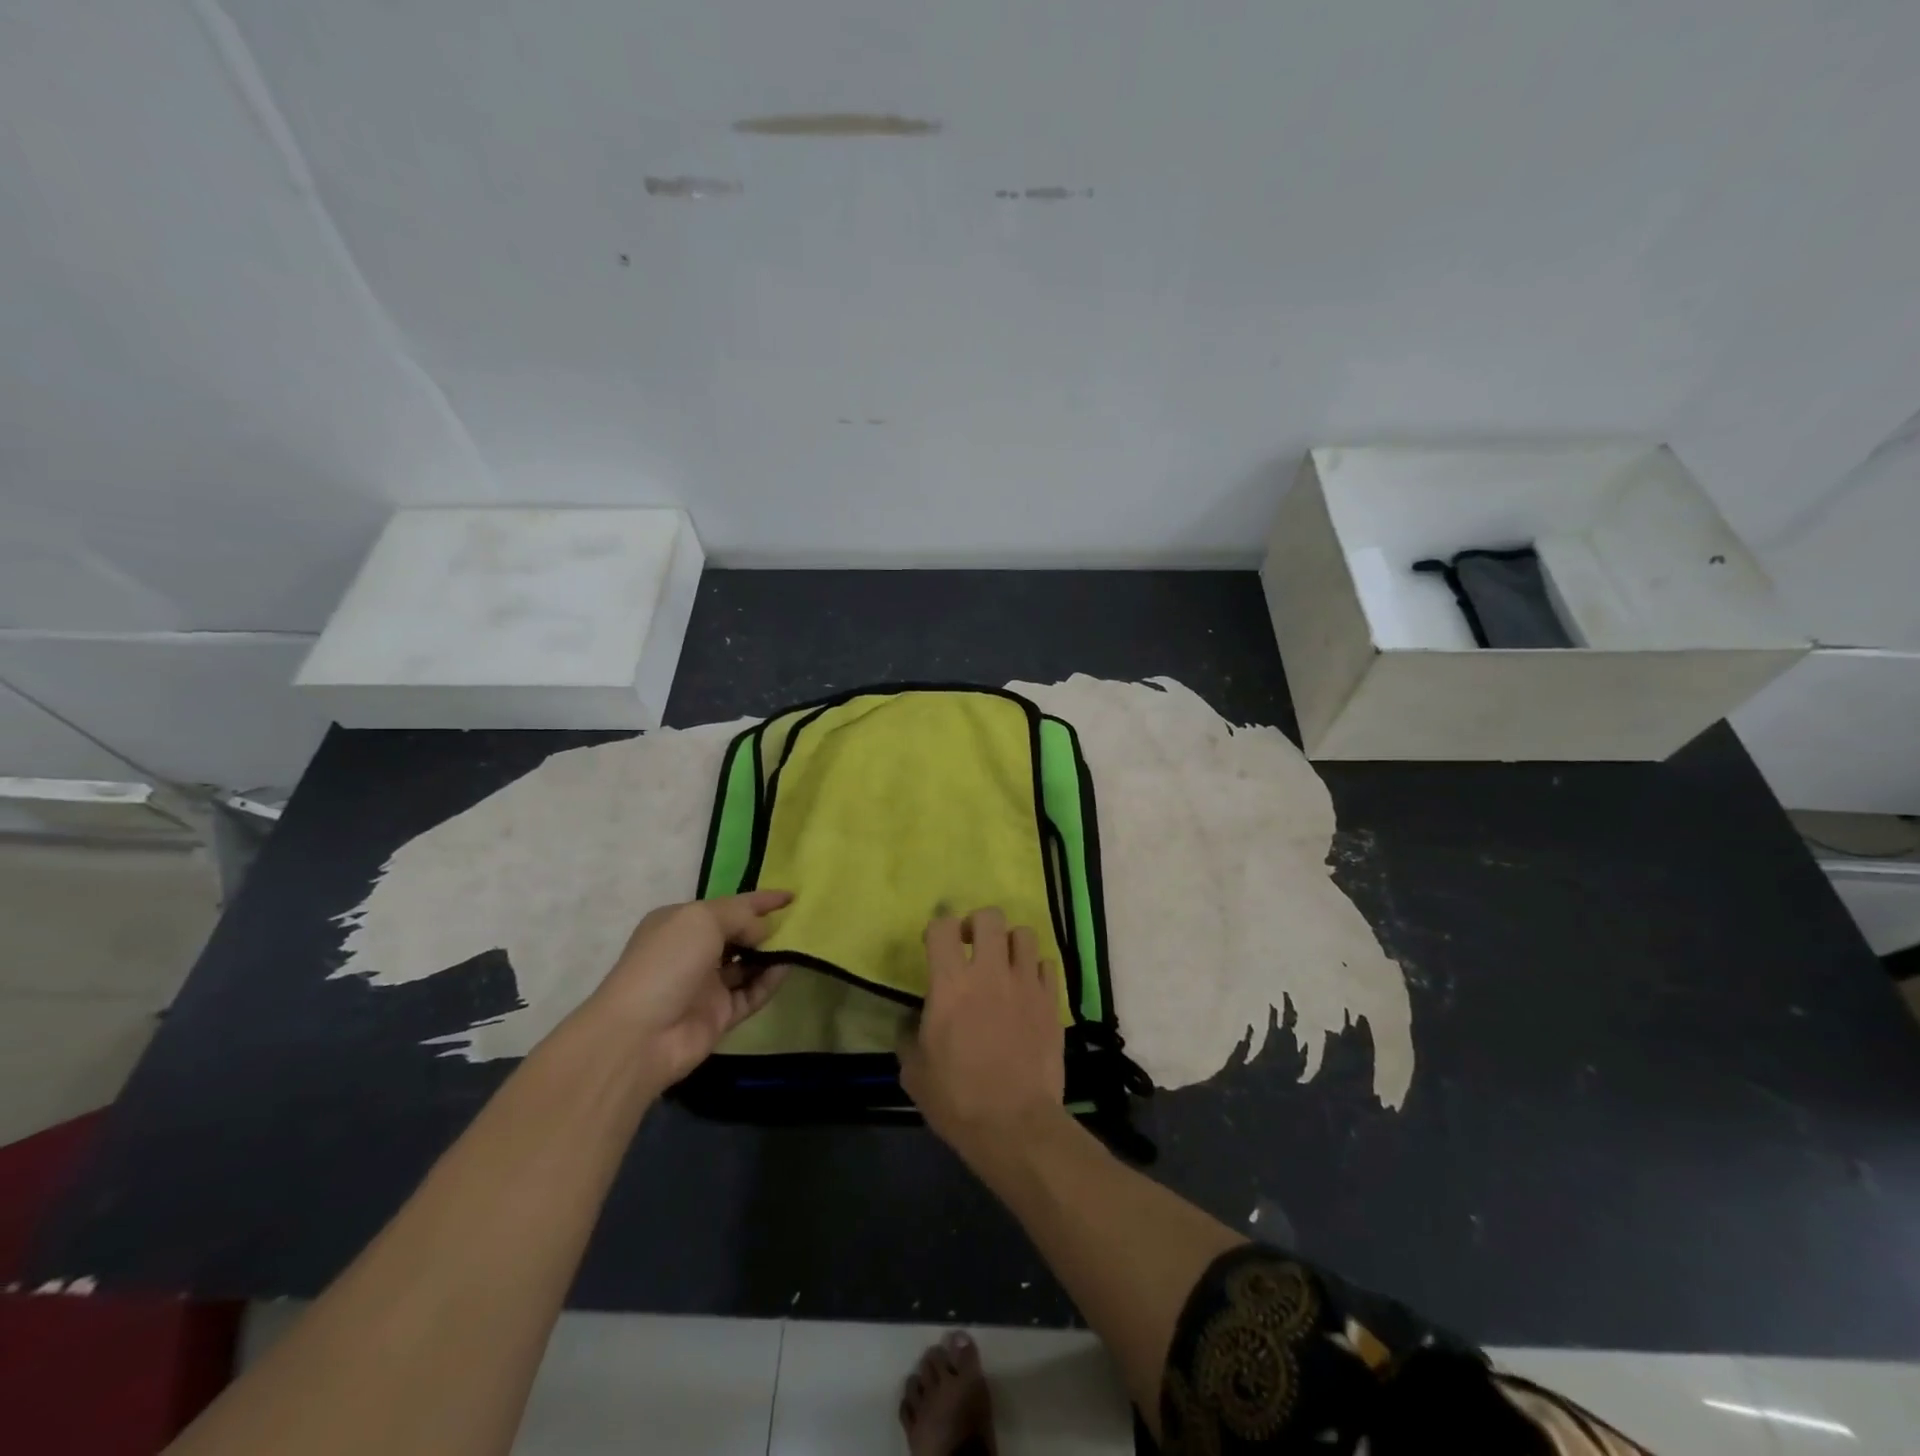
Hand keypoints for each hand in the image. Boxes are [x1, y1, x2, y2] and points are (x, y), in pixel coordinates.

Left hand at [586, 890, 792, 1089]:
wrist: (640, 1035)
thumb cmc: (667, 962)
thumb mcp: (702, 919)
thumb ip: (740, 916)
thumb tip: (763, 931)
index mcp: (680, 922)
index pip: (728, 905)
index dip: (760, 899)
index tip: (792, 895)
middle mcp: (692, 951)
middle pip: (738, 934)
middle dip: (766, 927)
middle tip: (800, 921)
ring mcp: (705, 985)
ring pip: (747, 965)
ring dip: (771, 954)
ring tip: (800, 944)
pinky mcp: (719, 1015)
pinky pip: (751, 993)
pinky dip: (769, 981)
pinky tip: (787, 969)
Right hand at [900, 907, 1066, 1156]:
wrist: (1015, 1125)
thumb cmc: (957, 1099)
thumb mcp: (915, 1072)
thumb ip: (909, 1037)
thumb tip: (910, 1022)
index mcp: (951, 983)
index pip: (942, 926)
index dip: (936, 928)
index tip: (934, 946)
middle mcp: (990, 972)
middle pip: (989, 916)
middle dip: (977, 924)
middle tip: (971, 947)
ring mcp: (1025, 984)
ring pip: (1024, 933)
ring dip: (1010, 943)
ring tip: (1004, 964)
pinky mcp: (1051, 1001)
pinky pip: (1046, 965)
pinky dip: (1035, 970)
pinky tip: (1027, 988)